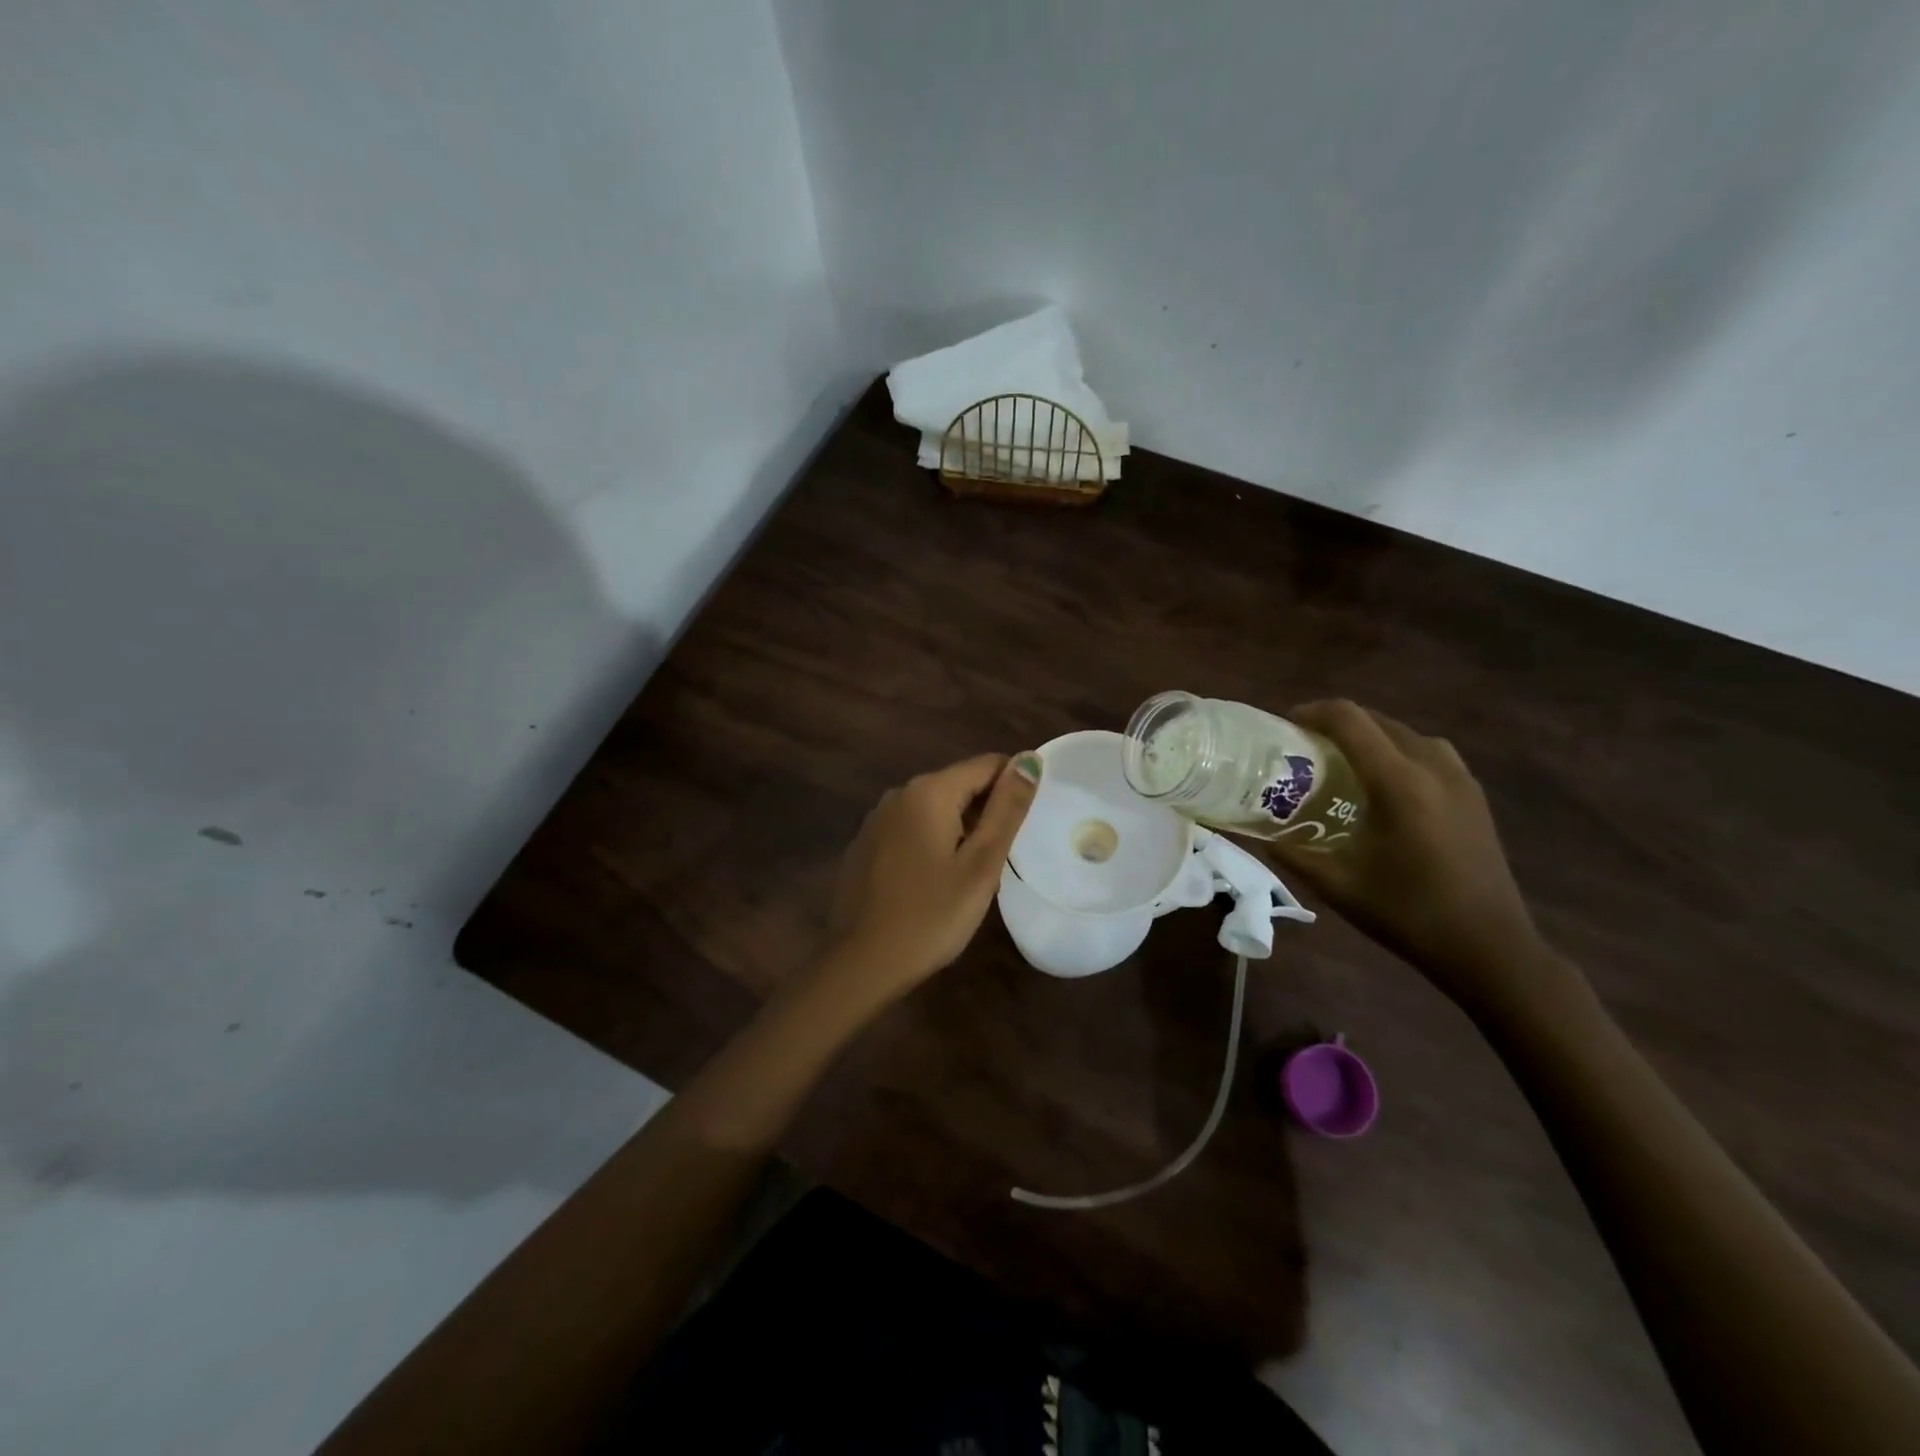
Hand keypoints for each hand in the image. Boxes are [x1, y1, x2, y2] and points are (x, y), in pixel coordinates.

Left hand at [822, 752, 1041, 1003]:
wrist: (862, 963)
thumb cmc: (931, 916)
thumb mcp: (981, 864)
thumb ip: (1007, 808)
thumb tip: (1029, 758)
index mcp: (929, 792)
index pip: (986, 765)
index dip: (1014, 786)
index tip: (1028, 823)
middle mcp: (899, 794)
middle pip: (959, 785)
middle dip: (986, 812)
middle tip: (1002, 858)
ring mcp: (877, 819)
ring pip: (935, 809)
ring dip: (960, 830)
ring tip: (974, 874)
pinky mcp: (865, 845)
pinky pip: (911, 830)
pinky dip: (932, 843)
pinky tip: (936, 882)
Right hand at [1267, 700, 1565, 1012]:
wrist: (1489, 949)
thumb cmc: (1409, 915)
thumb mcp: (1338, 886)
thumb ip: (1293, 853)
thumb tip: (1257, 834)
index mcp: (1399, 784)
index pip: (1350, 721)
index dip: (1314, 712)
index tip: (1286, 724)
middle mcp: (1433, 768)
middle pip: (1379, 721)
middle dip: (1339, 723)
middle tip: (1306, 746)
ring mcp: (1461, 780)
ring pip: (1407, 734)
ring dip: (1372, 735)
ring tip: (1344, 760)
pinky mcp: (1475, 796)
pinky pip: (1430, 752)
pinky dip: (1399, 751)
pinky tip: (1385, 785)